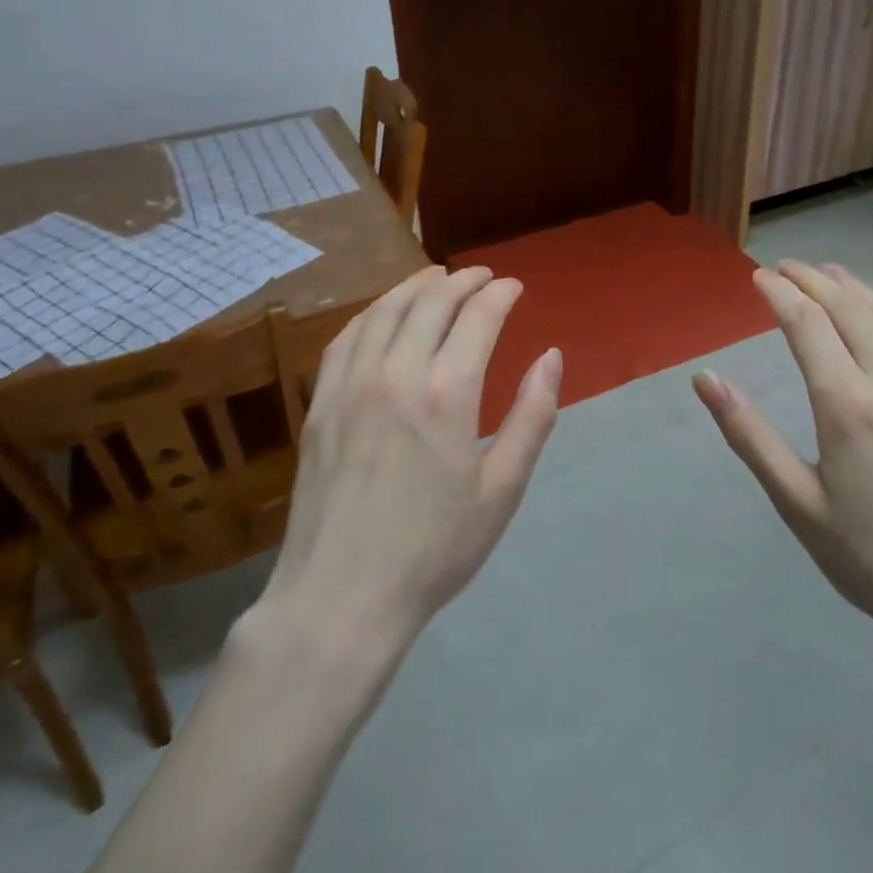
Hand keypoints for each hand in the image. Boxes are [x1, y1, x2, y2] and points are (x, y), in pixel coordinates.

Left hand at [266, 265, 561, 651]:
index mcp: (446, 393)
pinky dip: (372, 312)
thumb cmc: (434, 549)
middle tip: (483, 276)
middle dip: (463, 280)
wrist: (341, 596)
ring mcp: (350, 384)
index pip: (478, 316)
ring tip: (437, 277)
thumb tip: (551, 357)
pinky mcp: (320, 402)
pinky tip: (383, 313)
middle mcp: (396, 372)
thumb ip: (532, 416)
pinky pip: (347, 337)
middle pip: (431, 301)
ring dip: (416, 286)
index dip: (500, 293)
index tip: (514, 286)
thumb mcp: (502, 489)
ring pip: (385, 310)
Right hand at [693, 262, 872, 713]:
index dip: (779, 294)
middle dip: (814, 280)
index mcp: (847, 406)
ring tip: (832, 274)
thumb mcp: (797, 503)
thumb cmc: (872, 560)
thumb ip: (748, 434)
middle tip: (788, 267)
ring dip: (858, 289)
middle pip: (849, 309)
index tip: (759, 277)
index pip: (806, 325)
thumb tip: (705, 379)